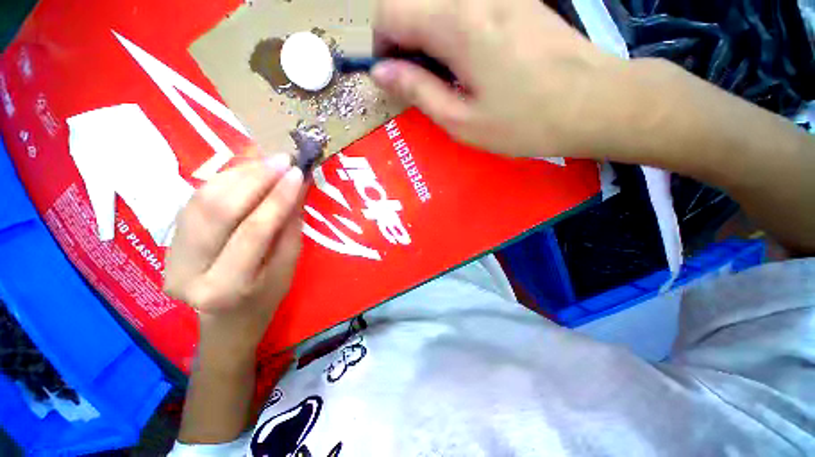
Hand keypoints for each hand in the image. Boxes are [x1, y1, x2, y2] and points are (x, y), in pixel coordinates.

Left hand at [164, 155, 303, 358]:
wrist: (226, 320)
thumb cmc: (266, 299)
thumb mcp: (288, 268)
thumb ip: (289, 229)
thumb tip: (296, 189)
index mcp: (225, 288)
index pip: (253, 231)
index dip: (277, 198)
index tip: (298, 173)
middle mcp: (187, 270)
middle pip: (218, 209)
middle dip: (255, 178)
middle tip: (283, 160)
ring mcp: (170, 254)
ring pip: (202, 198)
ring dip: (239, 174)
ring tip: (269, 162)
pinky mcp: (169, 240)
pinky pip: (196, 199)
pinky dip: (224, 180)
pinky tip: (247, 172)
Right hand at [371, 0, 655, 158]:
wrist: (594, 103)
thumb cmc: (523, 122)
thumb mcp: (461, 120)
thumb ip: (417, 91)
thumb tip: (381, 73)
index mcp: (456, 24)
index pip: (390, 11)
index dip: (380, 44)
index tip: (392, 76)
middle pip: (413, 1)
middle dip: (403, 40)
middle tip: (418, 81)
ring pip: (439, 4)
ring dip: (428, 37)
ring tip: (446, 77)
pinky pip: (466, 7)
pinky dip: (453, 31)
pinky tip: (470, 62)